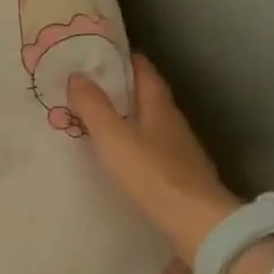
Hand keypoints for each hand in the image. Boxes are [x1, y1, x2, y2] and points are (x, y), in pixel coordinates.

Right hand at [69, 58, 273, 273]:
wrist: (197, 223)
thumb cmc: (151, 173)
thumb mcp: (113, 137)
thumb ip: (93, 106)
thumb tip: (77, 75)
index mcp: (158, 105)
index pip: (143, 70)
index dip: (123, 57)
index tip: (99, 51)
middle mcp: (172, 121)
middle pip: (147, 94)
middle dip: (121, 86)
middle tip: (89, 83)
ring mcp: (179, 148)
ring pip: (149, 120)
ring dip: (127, 114)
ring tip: (98, 116)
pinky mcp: (180, 172)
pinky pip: (152, 145)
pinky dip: (134, 139)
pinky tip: (121, 151)